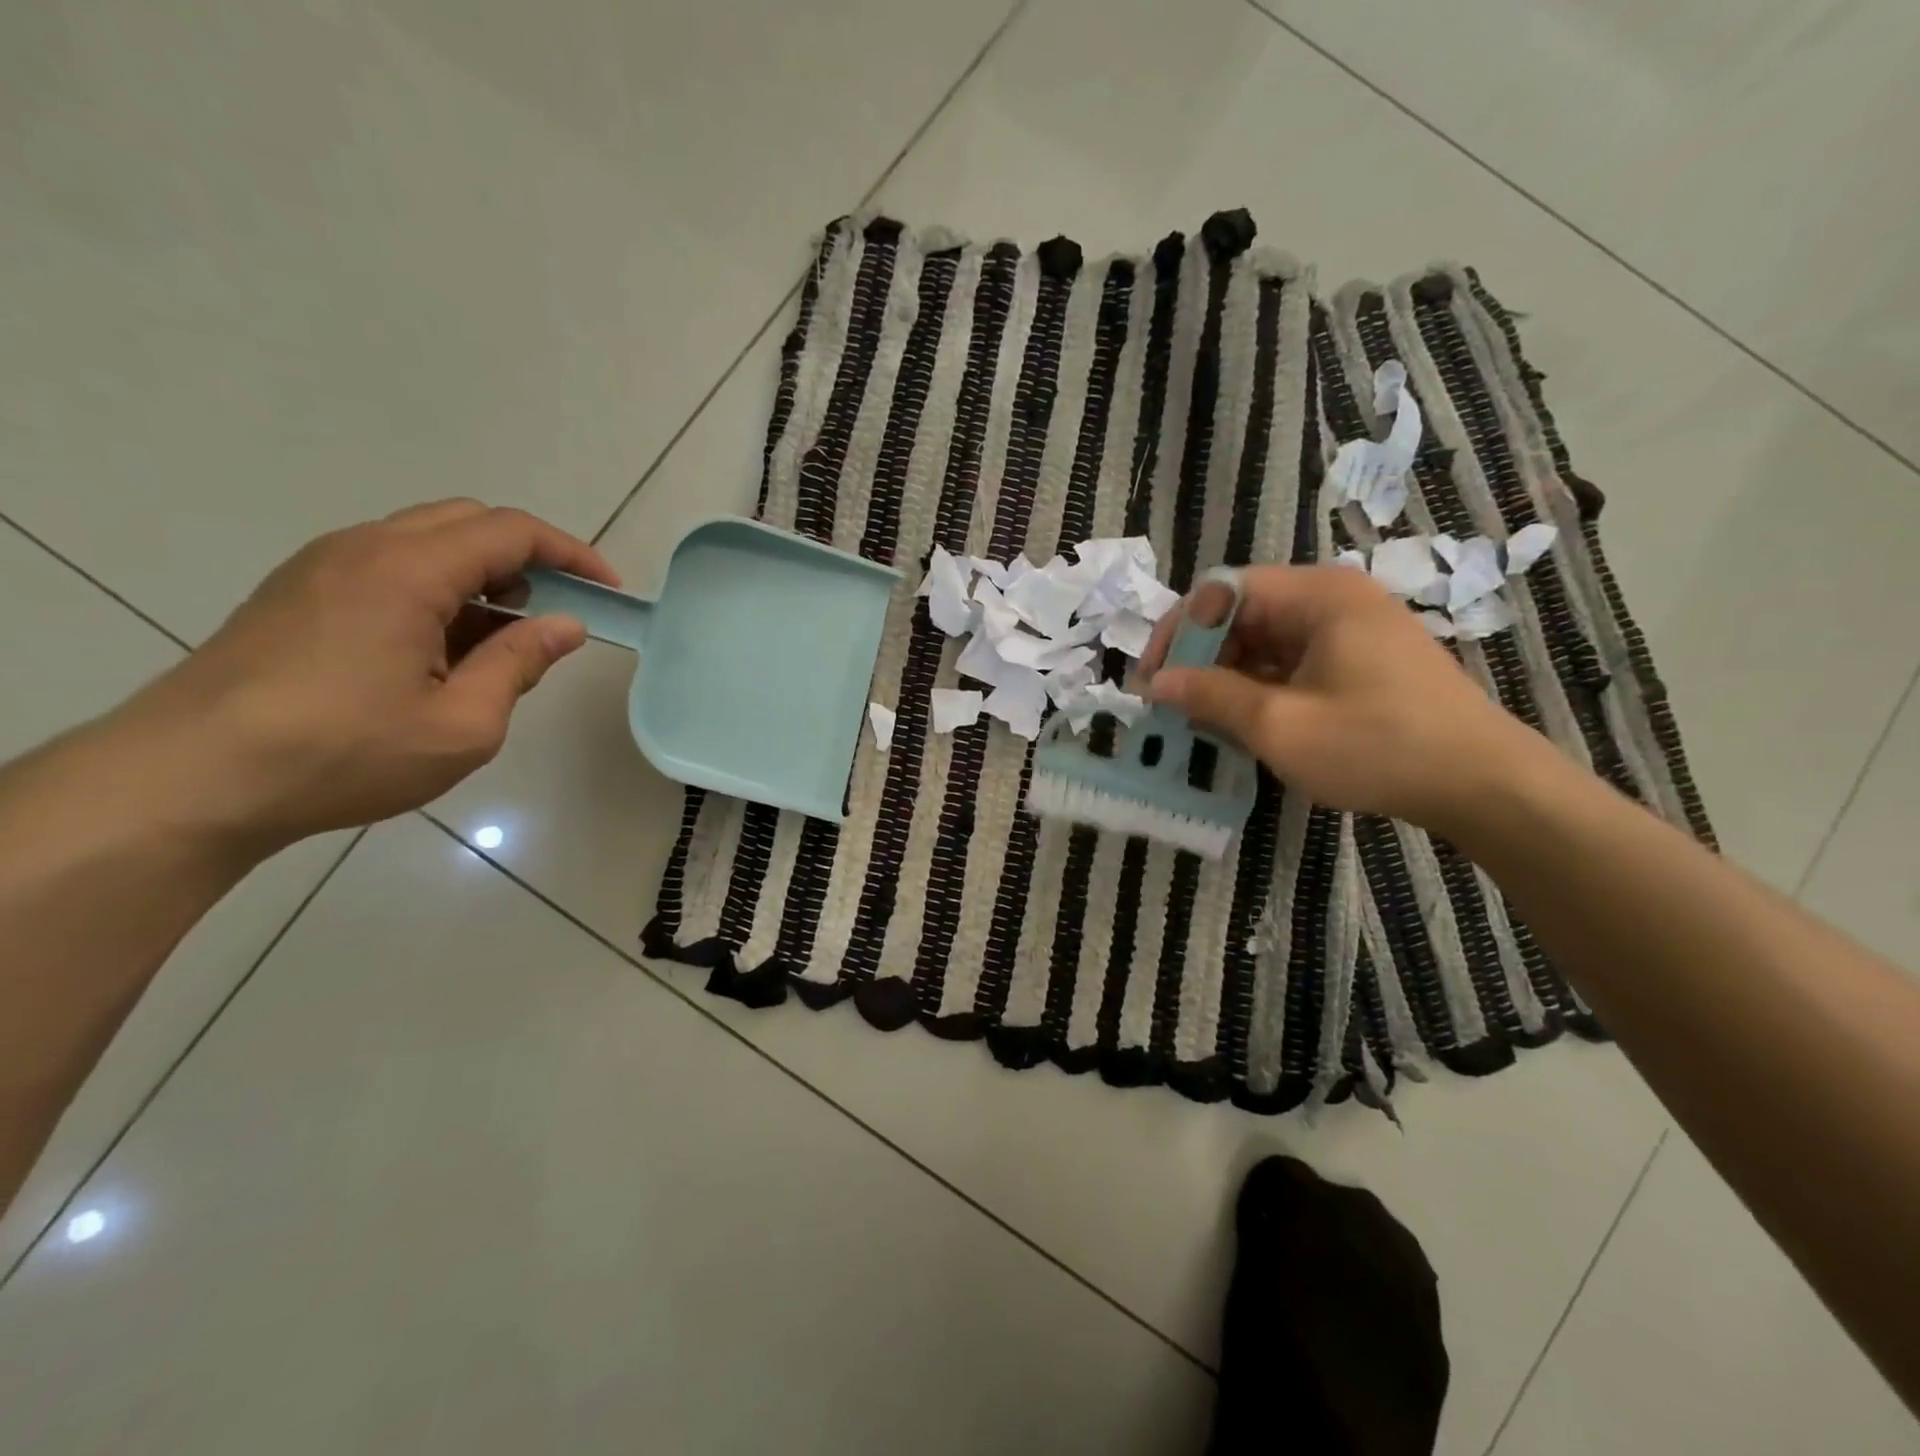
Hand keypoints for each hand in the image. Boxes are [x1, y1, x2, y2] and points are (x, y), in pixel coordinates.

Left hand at [114, 500, 617, 853]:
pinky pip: (390, 566)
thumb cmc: (342, 753)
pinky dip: (440, 589)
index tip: (609, 591)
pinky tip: (446, 647)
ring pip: (427, 542)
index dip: (571, 554)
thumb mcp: (461, 724)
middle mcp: (363, 549)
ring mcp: (323, 568)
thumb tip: (565, 625)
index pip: (510, 531)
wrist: (189, 781)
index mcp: (407, 571)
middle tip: (560, 611)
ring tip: (507, 637)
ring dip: (483, 575)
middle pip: (468, 522)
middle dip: (529, 557)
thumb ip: (520, 663)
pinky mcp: (299, 594)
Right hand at [1140, 565, 1557, 832]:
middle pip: (1241, 613)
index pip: (1219, 591)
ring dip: (1226, 678)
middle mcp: (1332, 598)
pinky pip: (1290, 662)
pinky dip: (1259, 689)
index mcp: (1316, 594)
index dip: (1176, 632)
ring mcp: (1349, 629)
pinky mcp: (1359, 660)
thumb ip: (1210, 696)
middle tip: (1172, 707)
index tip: (1151, 680)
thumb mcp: (1280, 725)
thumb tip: (1154, 682)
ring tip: (1201, 722)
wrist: (1484, 785)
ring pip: (1263, 641)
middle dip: (1199, 659)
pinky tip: (1244, 725)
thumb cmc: (1378, 746)